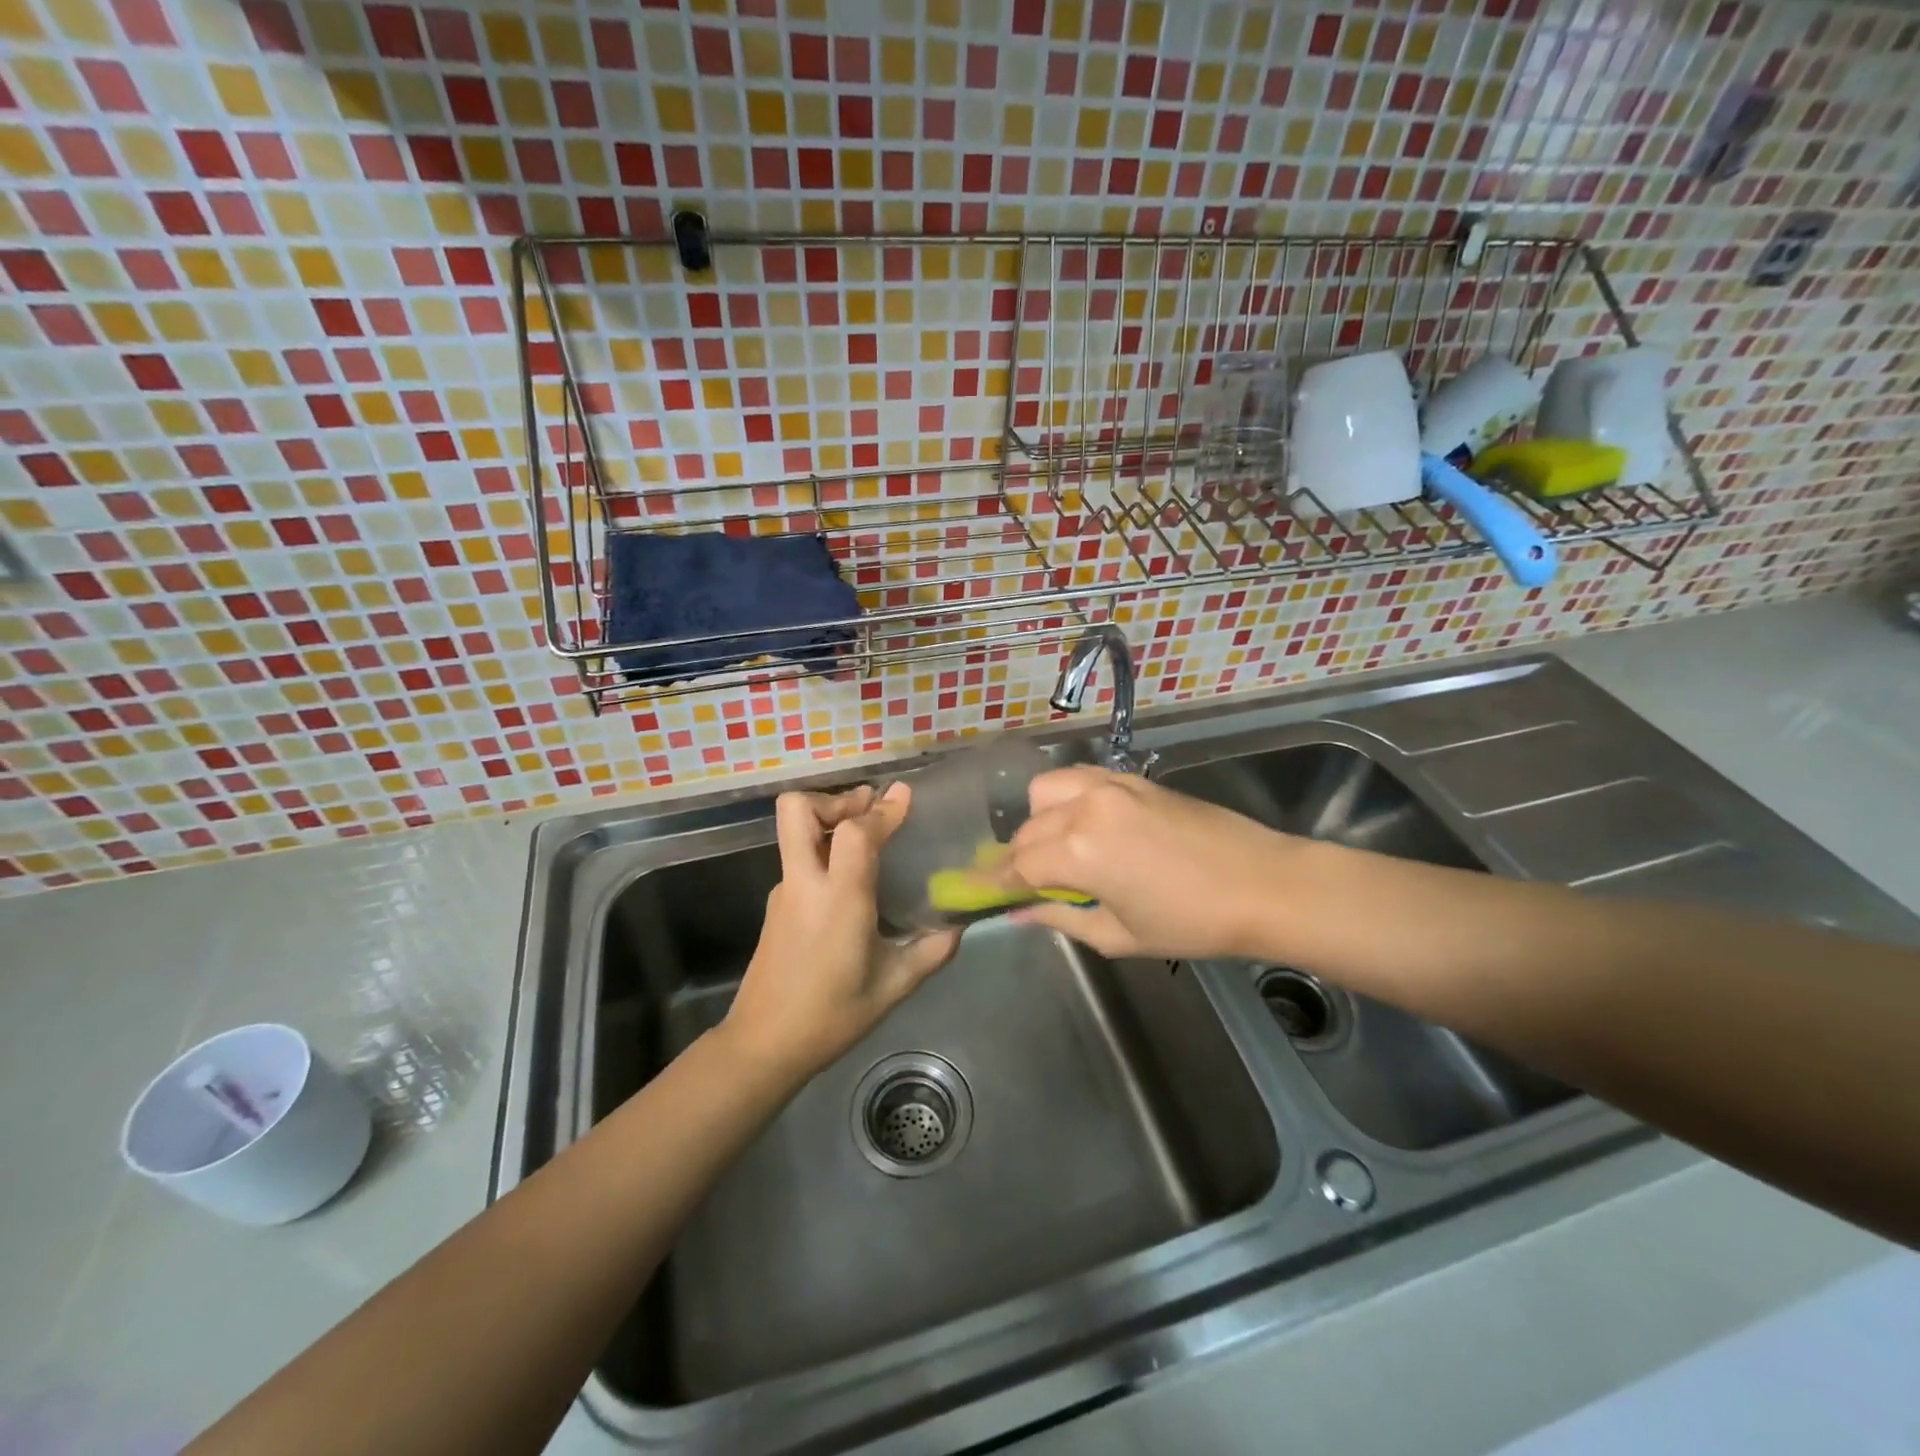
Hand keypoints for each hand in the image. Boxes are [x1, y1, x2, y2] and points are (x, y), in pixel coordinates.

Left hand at [724, 784, 960, 1079]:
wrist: (764, 1046)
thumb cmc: (832, 1016)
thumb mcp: (892, 986)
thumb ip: (930, 952)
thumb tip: (958, 927)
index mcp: (839, 899)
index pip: (855, 833)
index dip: (882, 810)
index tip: (904, 794)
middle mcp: (805, 884)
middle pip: (797, 810)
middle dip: (834, 799)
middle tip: (867, 808)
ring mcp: (784, 893)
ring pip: (795, 832)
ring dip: (827, 821)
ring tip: (865, 834)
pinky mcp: (776, 907)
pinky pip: (799, 859)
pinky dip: (823, 850)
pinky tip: (849, 878)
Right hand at [1001, 767, 1297, 960]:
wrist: (1264, 883)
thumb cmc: (1192, 922)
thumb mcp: (1119, 935)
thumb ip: (1061, 919)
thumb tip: (1019, 914)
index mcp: (1079, 851)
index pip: (1018, 865)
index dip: (996, 883)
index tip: (977, 894)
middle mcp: (1085, 807)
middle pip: (1027, 829)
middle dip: (1017, 858)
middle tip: (1023, 886)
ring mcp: (1110, 786)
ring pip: (1046, 792)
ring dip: (1038, 821)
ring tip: (1055, 849)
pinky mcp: (1132, 779)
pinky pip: (1079, 778)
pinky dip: (1065, 798)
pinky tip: (1080, 823)